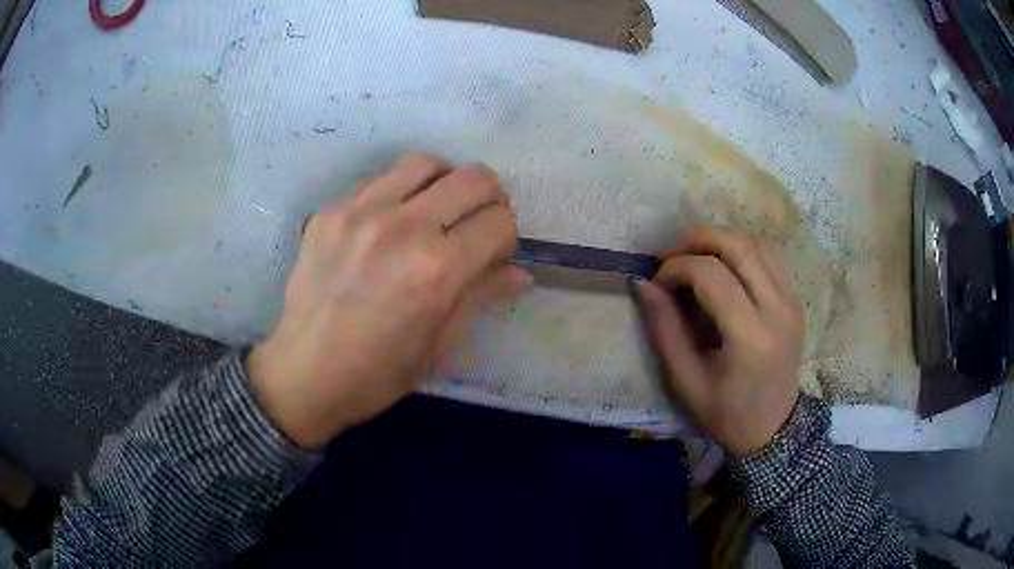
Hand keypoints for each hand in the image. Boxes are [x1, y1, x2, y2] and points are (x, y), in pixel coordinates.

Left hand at [246, 154, 529, 447]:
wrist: (304, 374)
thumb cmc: (379, 373)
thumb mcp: (440, 344)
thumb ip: (482, 295)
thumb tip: (520, 273)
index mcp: (437, 270)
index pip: (499, 222)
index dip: (507, 237)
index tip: (494, 254)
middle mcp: (402, 227)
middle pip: (474, 178)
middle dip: (489, 199)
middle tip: (477, 223)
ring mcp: (360, 212)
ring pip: (425, 163)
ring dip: (444, 183)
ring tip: (436, 210)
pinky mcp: (330, 210)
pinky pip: (380, 180)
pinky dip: (399, 194)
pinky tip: (389, 224)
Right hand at [633, 228, 802, 457]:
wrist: (774, 430)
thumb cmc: (727, 414)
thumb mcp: (686, 381)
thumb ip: (664, 329)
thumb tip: (642, 284)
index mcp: (751, 336)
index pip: (712, 275)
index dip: (677, 268)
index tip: (657, 283)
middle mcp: (777, 309)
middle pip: (738, 245)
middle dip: (697, 239)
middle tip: (669, 255)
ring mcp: (791, 301)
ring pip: (755, 244)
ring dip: (718, 240)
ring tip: (691, 257)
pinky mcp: (794, 300)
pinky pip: (767, 257)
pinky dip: (738, 252)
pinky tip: (719, 268)